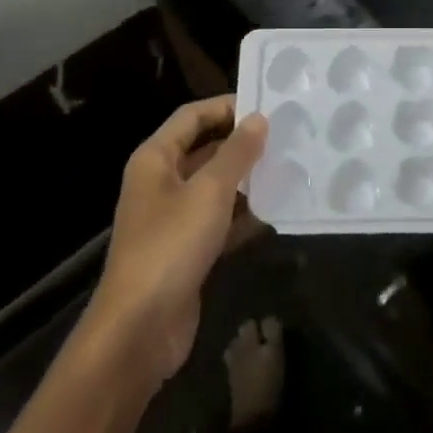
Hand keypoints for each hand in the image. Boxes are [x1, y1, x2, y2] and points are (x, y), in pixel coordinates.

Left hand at [89, 96, 267, 382]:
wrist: (140, 327)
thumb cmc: (170, 246)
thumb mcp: (209, 192)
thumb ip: (237, 153)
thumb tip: (259, 119)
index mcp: (155, 160)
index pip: (192, 117)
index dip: (227, 106)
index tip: (268, 105)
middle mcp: (161, 183)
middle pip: (205, 150)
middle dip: (243, 144)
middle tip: (288, 136)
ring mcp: (174, 218)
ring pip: (216, 187)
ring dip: (249, 180)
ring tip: (291, 168)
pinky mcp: (188, 250)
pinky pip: (221, 221)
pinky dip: (245, 215)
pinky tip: (278, 211)